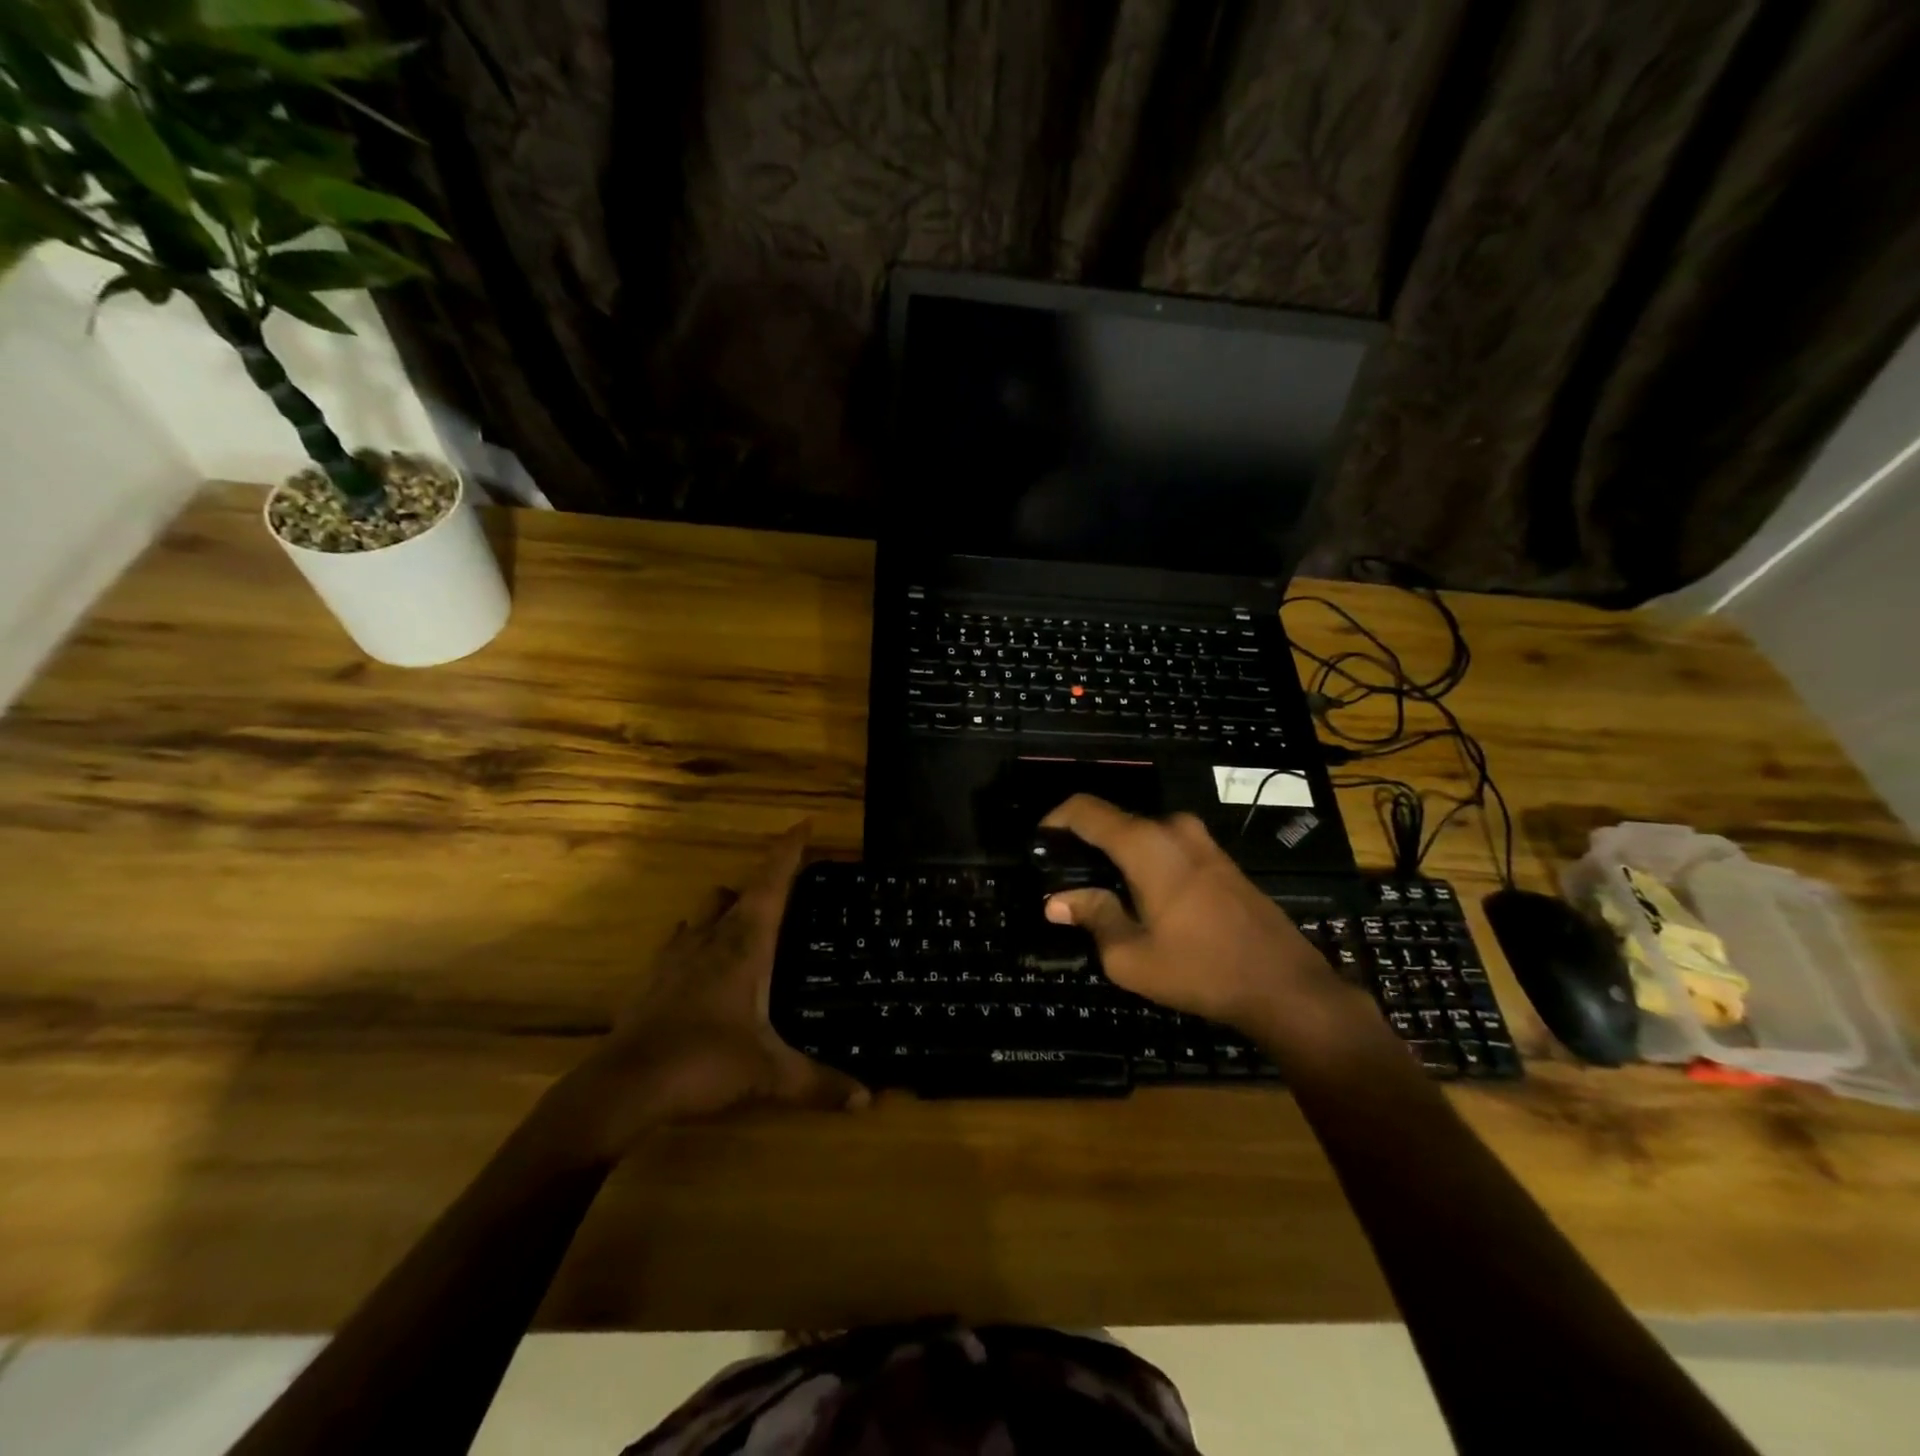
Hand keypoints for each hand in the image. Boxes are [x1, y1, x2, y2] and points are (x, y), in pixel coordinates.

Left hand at [552, 824, 868, 1156]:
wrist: (623, 1086)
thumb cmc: (702, 1062)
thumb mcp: (768, 1074)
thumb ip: (819, 1084)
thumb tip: (868, 1099)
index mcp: (745, 944)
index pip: (772, 882)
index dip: (789, 850)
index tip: (806, 824)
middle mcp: (712, 937)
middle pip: (739, 891)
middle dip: (764, 882)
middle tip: (790, 891)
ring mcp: (677, 954)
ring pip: (706, 910)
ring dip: (728, 907)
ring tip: (749, 924)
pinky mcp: (653, 977)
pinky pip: (680, 941)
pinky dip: (697, 939)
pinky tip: (702, 961)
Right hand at [1040, 795, 1341, 1035]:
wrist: (1285, 985)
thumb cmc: (1201, 969)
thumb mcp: (1131, 956)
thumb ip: (1092, 917)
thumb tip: (1056, 901)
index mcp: (1146, 844)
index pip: (1086, 810)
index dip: (1055, 820)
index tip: (1039, 844)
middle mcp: (1173, 829)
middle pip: (1114, 822)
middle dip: (1084, 845)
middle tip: (1065, 881)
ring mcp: (1201, 840)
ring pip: (1141, 836)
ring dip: (1116, 857)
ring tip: (1100, 895)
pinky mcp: (1219, 858)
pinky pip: (1166, 847)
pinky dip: (1143, 863)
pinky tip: (1140, 899)